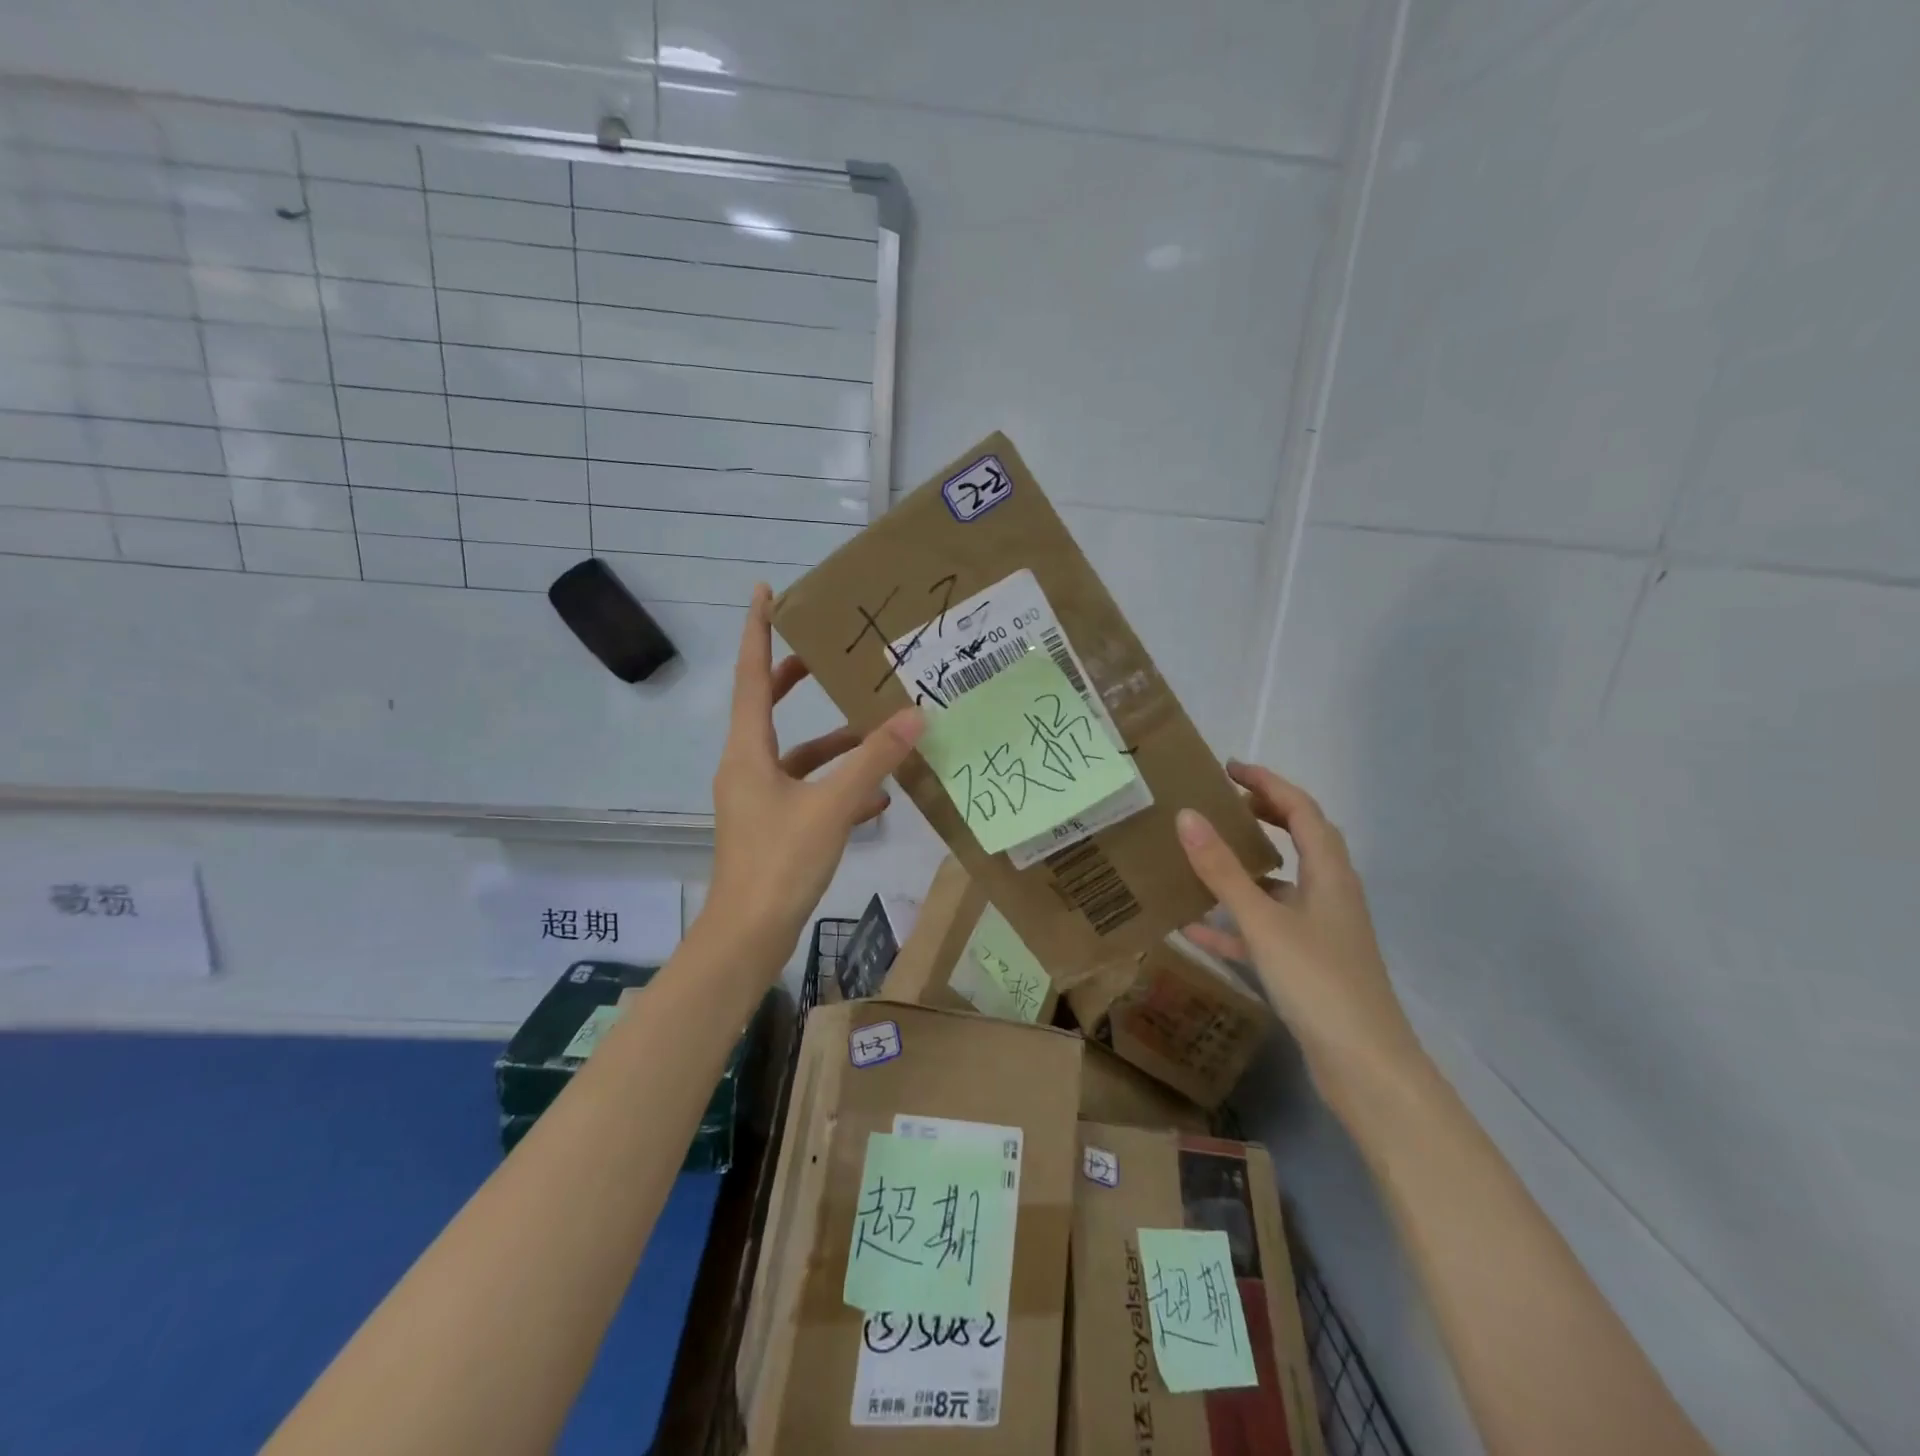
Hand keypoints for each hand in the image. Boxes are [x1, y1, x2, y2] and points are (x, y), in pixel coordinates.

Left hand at [700, 585, 924, 967]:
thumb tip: (914, 715)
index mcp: (748, 751)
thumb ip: (874, 760)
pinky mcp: (773, 826)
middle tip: (826, 656)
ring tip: (877, 733)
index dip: (756, 632)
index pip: (750, 676)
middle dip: (793, 680)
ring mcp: (757, 799)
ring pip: (796, 755)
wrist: (749, 935)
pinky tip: (879, 799)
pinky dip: (837, 786)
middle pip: (766, 709)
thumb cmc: (780, 862)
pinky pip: (807, 792)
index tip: (763, 592)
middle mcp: (746, 767)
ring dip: (832, 744)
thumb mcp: (832, 806)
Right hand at [1176, 762, 1422, 1102]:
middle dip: (1263, 817)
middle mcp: (1329, 896)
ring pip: (1280, 887)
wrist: (1366, 1069)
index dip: (1268, 783)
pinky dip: (1233, 924)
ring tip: (1202, 858)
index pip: (1302, 810)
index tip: (1229, 768)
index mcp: (1330, 874)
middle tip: (1220, 804)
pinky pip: (1264, 931)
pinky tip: (1194, 930)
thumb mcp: (1263, 922)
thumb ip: (1223, 870)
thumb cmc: (1319, 983)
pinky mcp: (1307, 967)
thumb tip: (1187, 816)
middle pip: (1299, 841)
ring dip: (1245, 869)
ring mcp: (1320, 933)